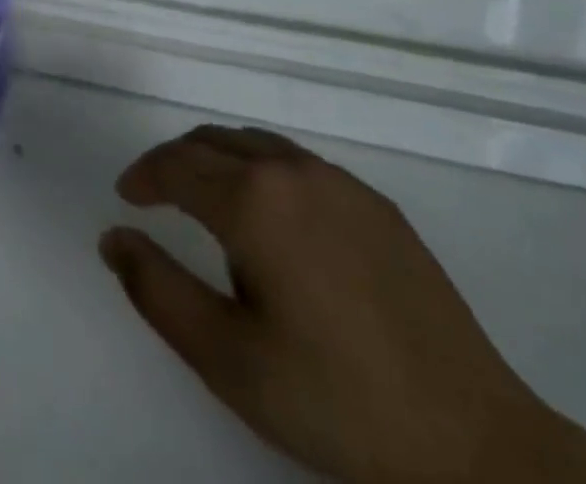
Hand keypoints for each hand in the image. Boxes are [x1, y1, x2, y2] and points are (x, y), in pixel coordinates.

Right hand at [100, 127, 585, 483]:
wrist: (472, 442)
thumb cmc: (333, 399)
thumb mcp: (226, 358)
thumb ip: (156, 289)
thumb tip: (112, 237)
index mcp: (252, 200)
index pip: (176, 164)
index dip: (143, 176)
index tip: (126, 198)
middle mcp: (292, 170)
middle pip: (212, 142)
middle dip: (174, 162)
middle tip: (156, 196)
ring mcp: (339, 182)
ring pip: (255, 144)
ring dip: (217, 159)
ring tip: (205, 199)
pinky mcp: (376, 203)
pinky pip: (298, 164)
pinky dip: (263, 170)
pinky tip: (273, 218)